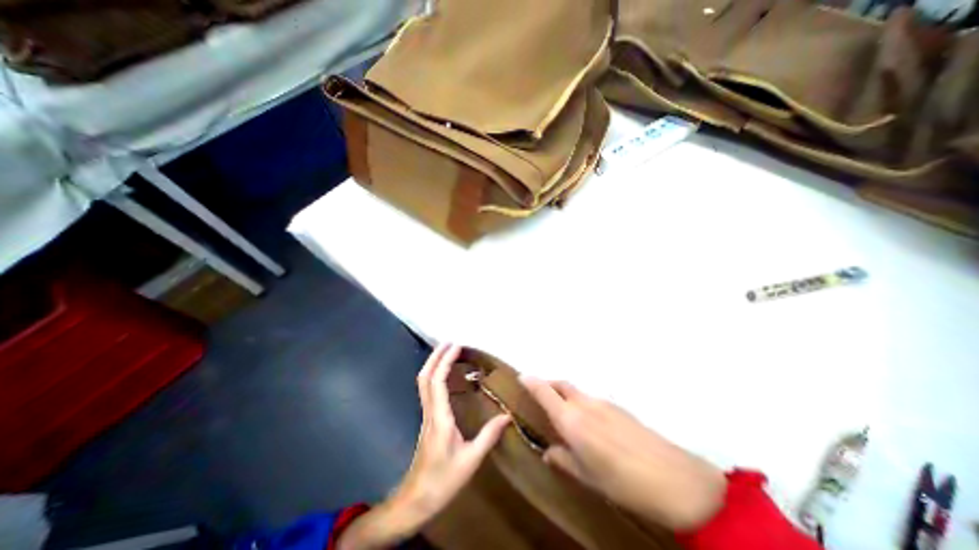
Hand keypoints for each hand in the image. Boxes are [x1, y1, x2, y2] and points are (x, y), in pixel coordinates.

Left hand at [340, 342, 507, 547]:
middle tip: (448, 341)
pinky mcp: (427, 419)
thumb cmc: (443, 480)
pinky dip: (434, 375)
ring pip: (423, 382)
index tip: (456, 346)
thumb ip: (489, 436)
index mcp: (440, 418)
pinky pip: (427, 390)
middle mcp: (430, 412)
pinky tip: (444, 374)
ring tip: (446, 351)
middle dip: (435, 356)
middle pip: (425, 377)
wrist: (416, 500)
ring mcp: (426, 415)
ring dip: (432, 363)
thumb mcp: (471, 460)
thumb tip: (507, 416)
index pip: (437, 382)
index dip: (445, 361)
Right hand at [524, 377, 720, 530]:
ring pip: (576, 390)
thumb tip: (549, 452)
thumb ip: (563, 459)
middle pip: (560, 384)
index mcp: (571, 420)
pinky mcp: (618, 406)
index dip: (531, 381)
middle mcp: (584, 404)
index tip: (521, 376)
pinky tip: (591, 423)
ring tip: (565, 412)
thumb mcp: (587, 476)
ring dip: (565, 394)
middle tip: (540, 393)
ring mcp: (603, 402)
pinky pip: (592, 399)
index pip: (544, 392)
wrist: (675, 479)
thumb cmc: (622, 482)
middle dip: (547, 384)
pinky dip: (582, 402)